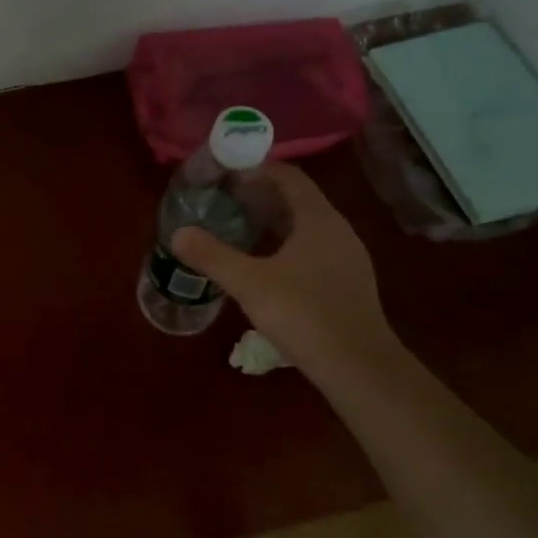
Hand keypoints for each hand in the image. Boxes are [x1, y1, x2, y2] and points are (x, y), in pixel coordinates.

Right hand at [171, 163, 397, 377]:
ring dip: (274, 222)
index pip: (289, 177)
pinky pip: (314, 250)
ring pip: (307, 227)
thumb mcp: (250, 284)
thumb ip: (212, 256)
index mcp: (319, 220)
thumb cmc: (304, 315)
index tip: (226, 175)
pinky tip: (266, 266)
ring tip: (240, 230)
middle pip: (298, 200)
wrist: (359, 368)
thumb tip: (178, 233)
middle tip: (225, 202)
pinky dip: (287, 246)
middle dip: (262, 196)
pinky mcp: (348, 284)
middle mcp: (339, 231)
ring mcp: (348, 259)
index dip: (258, 170)